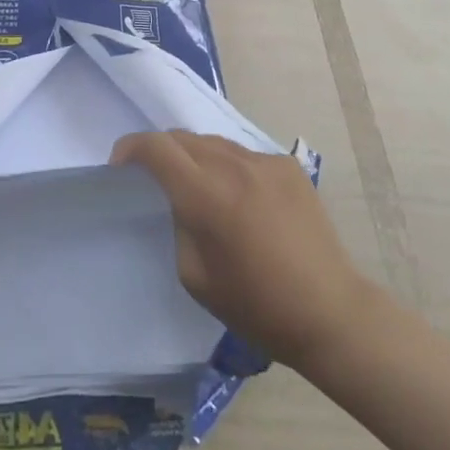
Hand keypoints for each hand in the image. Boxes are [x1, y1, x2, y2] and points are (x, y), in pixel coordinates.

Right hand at [112, 130, 378, 368]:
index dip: (130, 149)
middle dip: (160, 152)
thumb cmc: (256, 305)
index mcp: (206, 195)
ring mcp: (264, 161)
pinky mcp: (288, 165)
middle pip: (182, 138)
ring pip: (213, 142)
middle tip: (155, 179)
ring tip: (199, 188)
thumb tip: (178, 200)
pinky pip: (244, 155)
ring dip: (195, 157)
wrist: (329, 311)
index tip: (119, 166)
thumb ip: (178, 224)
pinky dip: (228, 167)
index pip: (156, 148)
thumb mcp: (195, 276)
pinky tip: (240, 199)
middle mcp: (233, 166)